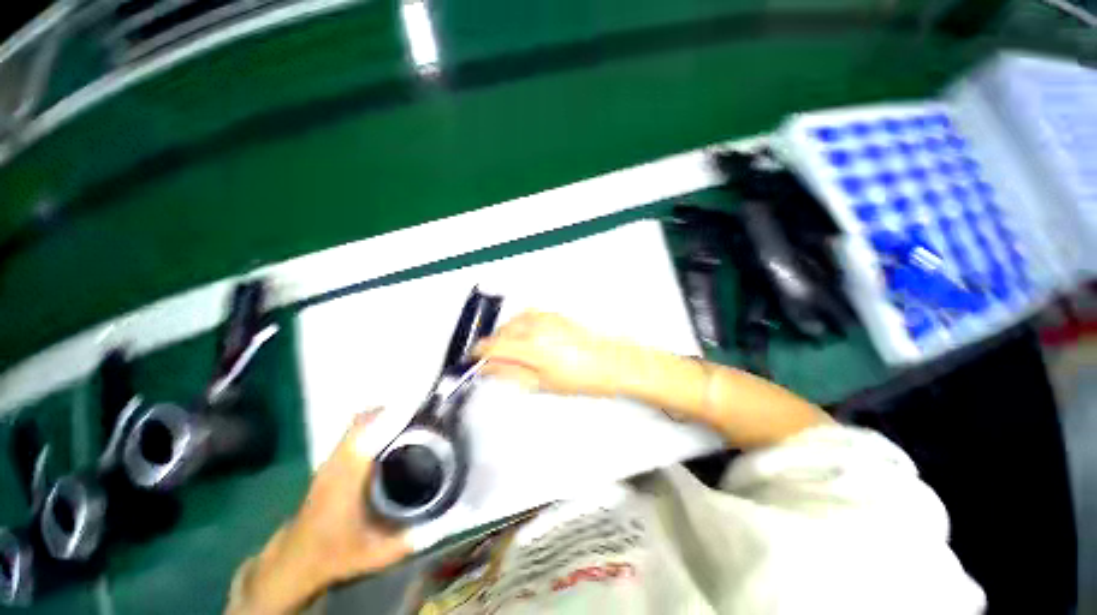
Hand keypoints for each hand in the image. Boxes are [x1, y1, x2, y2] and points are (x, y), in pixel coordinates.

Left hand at [239, 411, 409, 613]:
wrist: (296, 561)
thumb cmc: (334, 554)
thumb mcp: (374, 555)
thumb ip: (409, 540)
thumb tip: (443, 524)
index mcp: (347, 476)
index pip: (367, 431)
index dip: (392, 415)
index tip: (418, 406)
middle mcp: (338, 461)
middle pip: (364, 420)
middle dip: (394, 410)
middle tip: (422, 413)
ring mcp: (331, 459)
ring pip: (357, 423)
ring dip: (384, 416)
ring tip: (411, 419)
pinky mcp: (331, 462)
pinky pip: (354, 432)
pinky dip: (373, 424)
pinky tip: (390, 435)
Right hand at [473, 311, 624, 396]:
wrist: (611, 362)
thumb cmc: (585, 377)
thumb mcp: (544, 384)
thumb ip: (513, 374)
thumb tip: (491, 370)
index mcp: (533, 348)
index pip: (494, 346)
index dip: (479, 354)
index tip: (474, 359)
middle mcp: (538, 328)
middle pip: (502, 331)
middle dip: (493, 344)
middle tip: (493, 359)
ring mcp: (547, 319)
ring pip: (514, 320)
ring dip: (505, 333)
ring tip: (509, 348)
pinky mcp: (555, 315)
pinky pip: (528, 314)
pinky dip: (519, 323)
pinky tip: (524, 335)